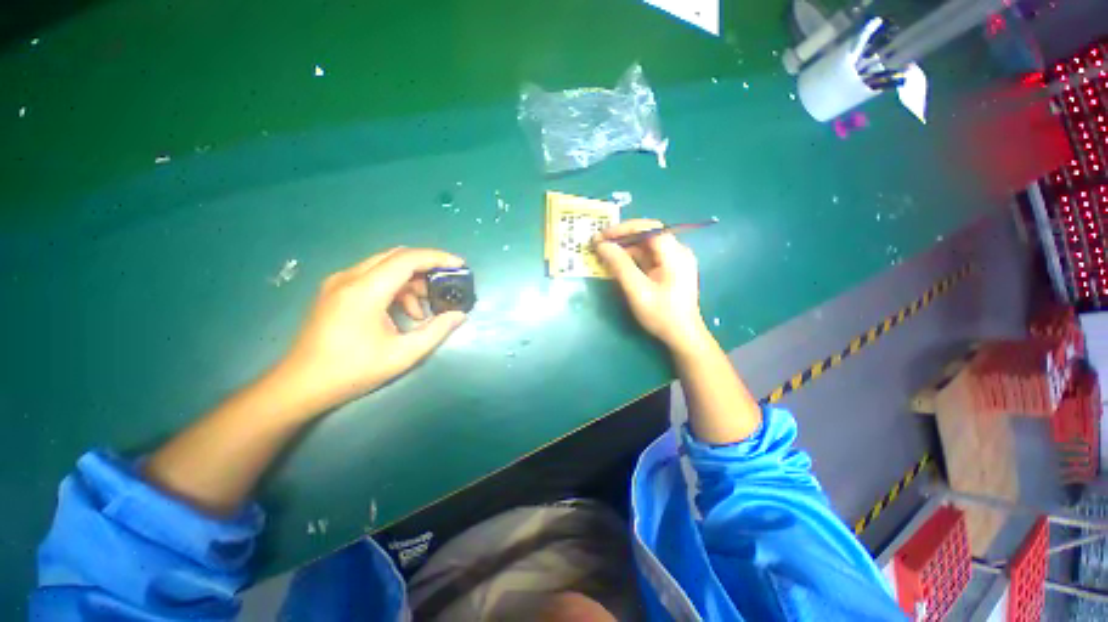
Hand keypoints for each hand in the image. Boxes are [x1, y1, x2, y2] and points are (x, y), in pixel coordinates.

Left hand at [277, 247, 467, 414]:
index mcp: (365, 291)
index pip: (406, 259)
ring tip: (421, 311)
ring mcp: (339, 282)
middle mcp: (349, 278)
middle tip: (445, 285)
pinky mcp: (335, 290)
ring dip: (410, 281)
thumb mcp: (403, 354)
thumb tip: (459, 315)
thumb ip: (436, 331)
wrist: (300, 385)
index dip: (437, 258)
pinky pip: (373, 277)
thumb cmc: (352, 371)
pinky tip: (401, 313)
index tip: (460, 265)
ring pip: (385, 266)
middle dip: (426, 267)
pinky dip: (394, 288)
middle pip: (396, 256)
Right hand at [594, 220, 708, 352]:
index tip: (602, 236)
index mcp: (675, 253)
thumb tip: (602, 245)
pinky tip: (617, 263)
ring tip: (604, 253)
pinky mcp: (670, 269)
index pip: (648, 228)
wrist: (683, 336)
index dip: (623, 229)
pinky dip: (632, 258)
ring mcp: (675, 260)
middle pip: (647, 235)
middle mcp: (677, 251)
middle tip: (599, 244)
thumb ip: (619, 265)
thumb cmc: (661, 314)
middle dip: (622, 237)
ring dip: (625, 248)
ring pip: (646, 246)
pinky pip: (648, 256)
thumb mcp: (637, 290)